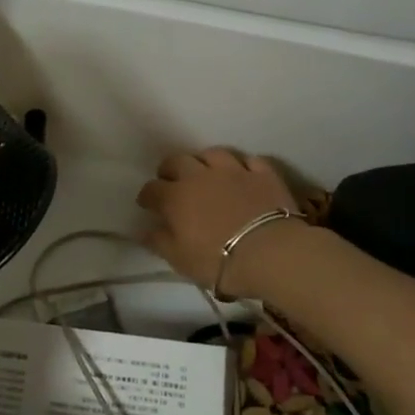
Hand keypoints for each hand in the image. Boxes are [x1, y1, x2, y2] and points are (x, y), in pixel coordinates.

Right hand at [136, 148, 301, 292]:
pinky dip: (243, 165)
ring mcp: (233, 171)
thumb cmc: (218, 260)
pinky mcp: (262, 173)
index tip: (147, 204)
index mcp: (175, 197)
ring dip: (204, 160)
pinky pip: (250, 160)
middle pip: (178, 161)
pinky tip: (243, 173)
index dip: (147, 196)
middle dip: (169, 168)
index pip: (152, 189)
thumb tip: (144, 231)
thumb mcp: (180, 260)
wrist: (270, 253)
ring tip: (205, 171)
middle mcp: (200, 176)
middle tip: (170, 179)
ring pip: (213, 154)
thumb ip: (159, 242)